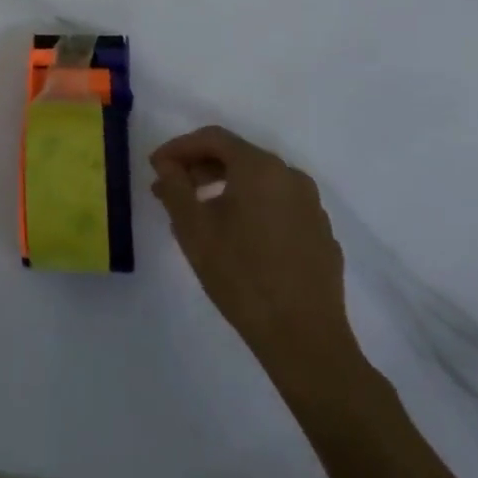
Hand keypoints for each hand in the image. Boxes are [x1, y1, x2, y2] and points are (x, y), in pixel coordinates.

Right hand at [150, 126, 359, 391]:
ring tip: (199, 214)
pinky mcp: (321, 235)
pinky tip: (237, 237)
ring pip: (260, 182)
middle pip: (238, 157)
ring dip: (225, 188)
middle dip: (200, 168)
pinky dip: (252, 208)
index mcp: (260, 168)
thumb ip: (175, 187)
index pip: (213, 138)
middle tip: (171, 190)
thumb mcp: (193, 229)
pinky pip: (279, 206)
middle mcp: (291, 176)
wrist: (305, 339)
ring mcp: (311, 206)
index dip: (179, 147)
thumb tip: (167, 165)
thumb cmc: (241, 275)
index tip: (156, 167)